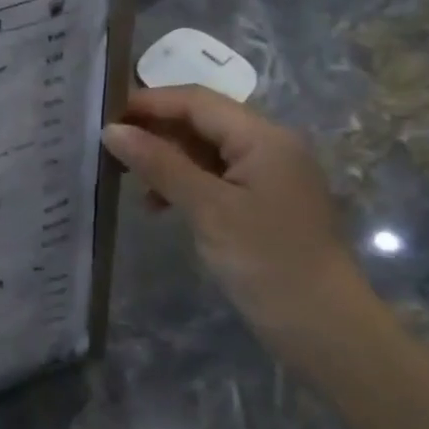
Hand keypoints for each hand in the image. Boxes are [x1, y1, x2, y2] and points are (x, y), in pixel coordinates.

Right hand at [102, 86, 385, 371]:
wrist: (324, 328)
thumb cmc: (266, 259)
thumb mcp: (207, 208)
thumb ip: (159, 164)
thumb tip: (111, 131)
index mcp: (263, 137)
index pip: (196, 101)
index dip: (148, 103)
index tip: (103, 116)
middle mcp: (268, 146)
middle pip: (200, 121)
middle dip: (154, 131)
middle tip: (108, 147)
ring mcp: (266, 175)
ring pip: (203, 150)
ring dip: (164, 159)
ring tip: (127, 178)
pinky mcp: (260, 202)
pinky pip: (212, 176)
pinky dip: (181, 182)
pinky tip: (156, 204)